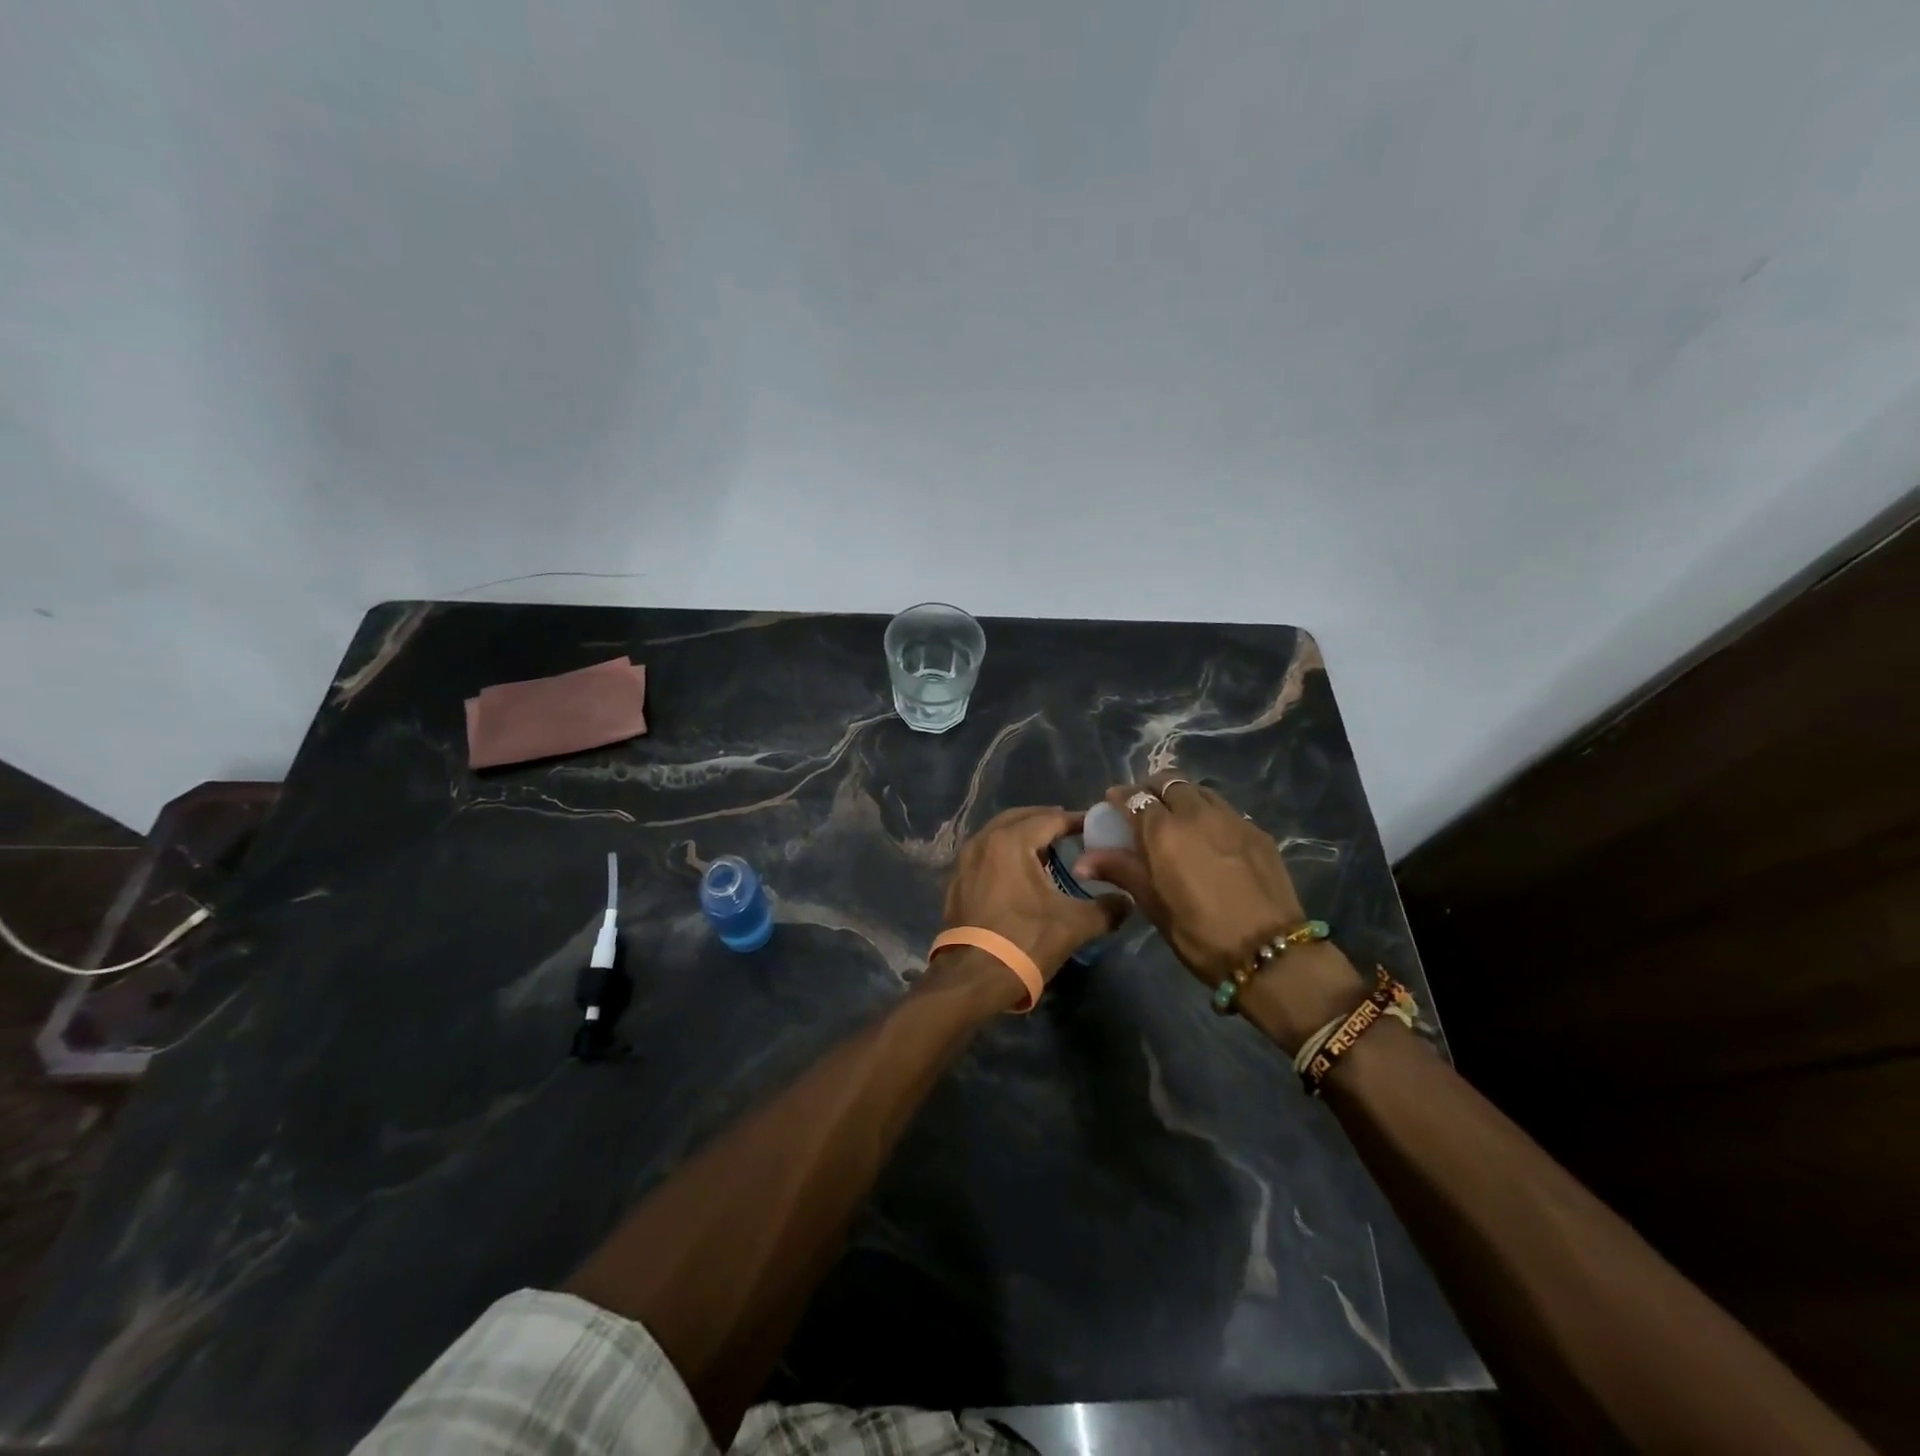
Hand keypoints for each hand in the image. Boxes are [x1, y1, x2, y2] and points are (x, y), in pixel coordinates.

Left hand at [943, 806, 1129, 983]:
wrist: (973, 978)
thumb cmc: (1025, 941)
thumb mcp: (1074, 925)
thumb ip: (1107, 908)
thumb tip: (1127, 900)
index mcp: (1011, 841)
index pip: (1049, 819)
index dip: (1074, 821)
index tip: (1094, 826)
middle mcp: (983, 841)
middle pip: (1019, 819)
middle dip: (1045, 821)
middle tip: (1070, 830)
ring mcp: (965, 861)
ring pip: (998, 835)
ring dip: (1022, 836)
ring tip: (1048, 850)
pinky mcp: (957, 881)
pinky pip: (985, 854)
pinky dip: (1004, 853)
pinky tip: (1019, 873)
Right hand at [1071, 776, 1304, 986]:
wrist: (1269, 951)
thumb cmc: (1199, 933)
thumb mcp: (1153, 905)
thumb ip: (1121, 871)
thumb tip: (1082, 861)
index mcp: (1163, 830)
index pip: (1134, 797)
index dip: (1120, 798)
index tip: (1113, 805)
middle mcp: (1196, 813)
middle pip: (1168, 782)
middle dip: (1152, 789)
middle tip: (1145, 809)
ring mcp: (1231, 818)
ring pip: (1199, 790)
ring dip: (1182, 796)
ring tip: (1178, 818)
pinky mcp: (1257, 831)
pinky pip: (1225, 809)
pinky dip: (1209, 813)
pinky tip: (1210, 838)